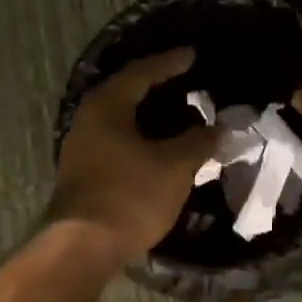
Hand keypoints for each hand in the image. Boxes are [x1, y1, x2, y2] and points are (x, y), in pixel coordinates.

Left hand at [48, 48, 218, 260]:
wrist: (84, 247)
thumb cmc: (130, 195)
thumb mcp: (174, 166)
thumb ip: (198, 142)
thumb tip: (219, 128)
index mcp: (107, 108)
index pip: (141, 74)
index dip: (169, 63)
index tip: (191, 55)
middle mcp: (88, 121)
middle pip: (126, 94)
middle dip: (157, 87)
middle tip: (185, 80)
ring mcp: (83, 149)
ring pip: (122, 121)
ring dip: (150, 115)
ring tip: (178, 114)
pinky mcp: (85, 173)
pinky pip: (119, 142)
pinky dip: (143, 138)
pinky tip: (161, 147)